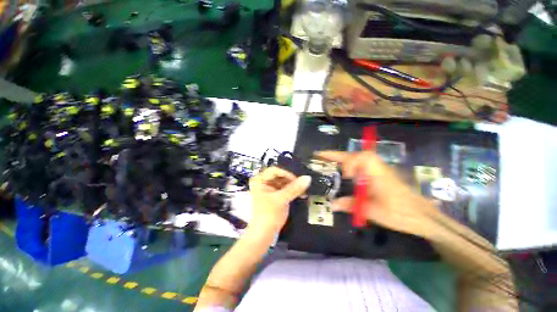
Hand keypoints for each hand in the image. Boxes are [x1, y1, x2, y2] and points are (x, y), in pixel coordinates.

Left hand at [248, 167, 310, 234]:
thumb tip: (307, 178)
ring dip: (291, 186)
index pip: (275, 171)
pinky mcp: (272, 196)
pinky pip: (282, 189)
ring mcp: (267, 189)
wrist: (263, 234)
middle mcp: (262, 183)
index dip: (286, 174)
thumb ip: (294, 188)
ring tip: (300, 190)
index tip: (297, 180)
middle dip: (290, 181)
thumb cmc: (269, 215)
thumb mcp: (281, 199)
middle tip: (300, 186)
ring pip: (282, 182)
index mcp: (259, 180)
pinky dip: (290, 191)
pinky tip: (298, 193)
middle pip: (279, 176)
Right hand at [316, 151, 438, 238]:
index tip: (345, 176)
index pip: (362, 157)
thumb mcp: (374, 211)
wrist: (424, 216)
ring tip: (327, 162)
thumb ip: (351, 205)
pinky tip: (342, 173)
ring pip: (357, 158)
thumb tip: (332, 204)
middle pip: (355, 154)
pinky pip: (360, 165)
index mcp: (378, 173)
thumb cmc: (401, 214)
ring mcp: (378, 170)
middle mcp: (377, 167)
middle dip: (337, 155)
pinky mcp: (378, 175)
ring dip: (342, 159)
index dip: (349, 163)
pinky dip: (348, 165)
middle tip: (320, 156)